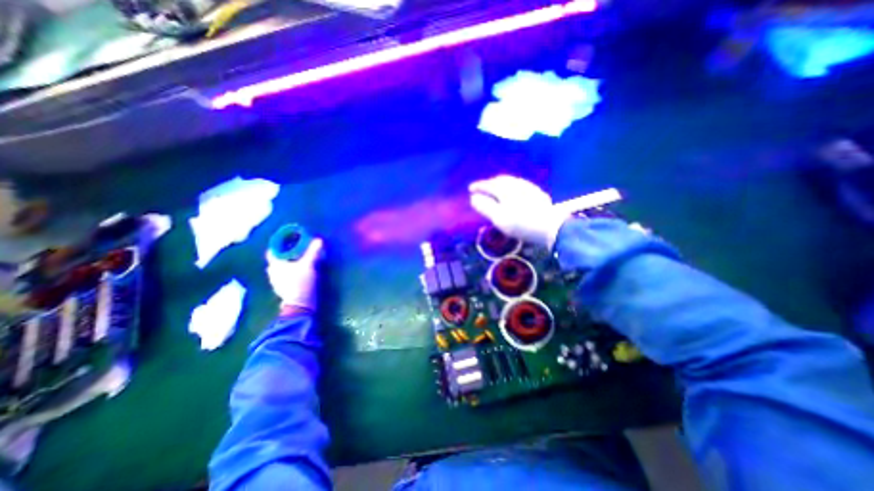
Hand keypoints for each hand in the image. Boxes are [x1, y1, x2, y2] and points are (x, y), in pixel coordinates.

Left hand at [266, 237, 324, 311]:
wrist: (300, 304)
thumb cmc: (300, 282)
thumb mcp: (308, 265)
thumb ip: (313, 251)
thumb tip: (319, 239)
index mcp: (275, 264)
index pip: (273, 250)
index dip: (280, 243)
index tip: (289, 239)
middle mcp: (272, 272)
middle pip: (277, 258)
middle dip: (286, 252)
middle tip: (297, 247)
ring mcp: (276, 281)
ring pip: (280, 267)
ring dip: (288, 262)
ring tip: (300, 258)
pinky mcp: (283, 288)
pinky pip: (284, 275)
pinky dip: (290, 271)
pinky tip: (299, 270)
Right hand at [468, 174, 571, 248]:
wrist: (550, 226)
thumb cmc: (520, 223)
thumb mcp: (499, 217)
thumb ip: (485, 206)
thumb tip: (473, 198)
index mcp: (505, 189)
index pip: (489, 184)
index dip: (478, 186)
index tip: (470, 189)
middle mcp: (517, 184)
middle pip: (500, 180)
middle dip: (489, 183)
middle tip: (483, 188)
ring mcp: (529, 188)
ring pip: (511, 181)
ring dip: (501, 184)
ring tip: (496, 189)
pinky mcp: (537, 193)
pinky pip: (520, 185)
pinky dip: (512, 187)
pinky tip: (514, 192)